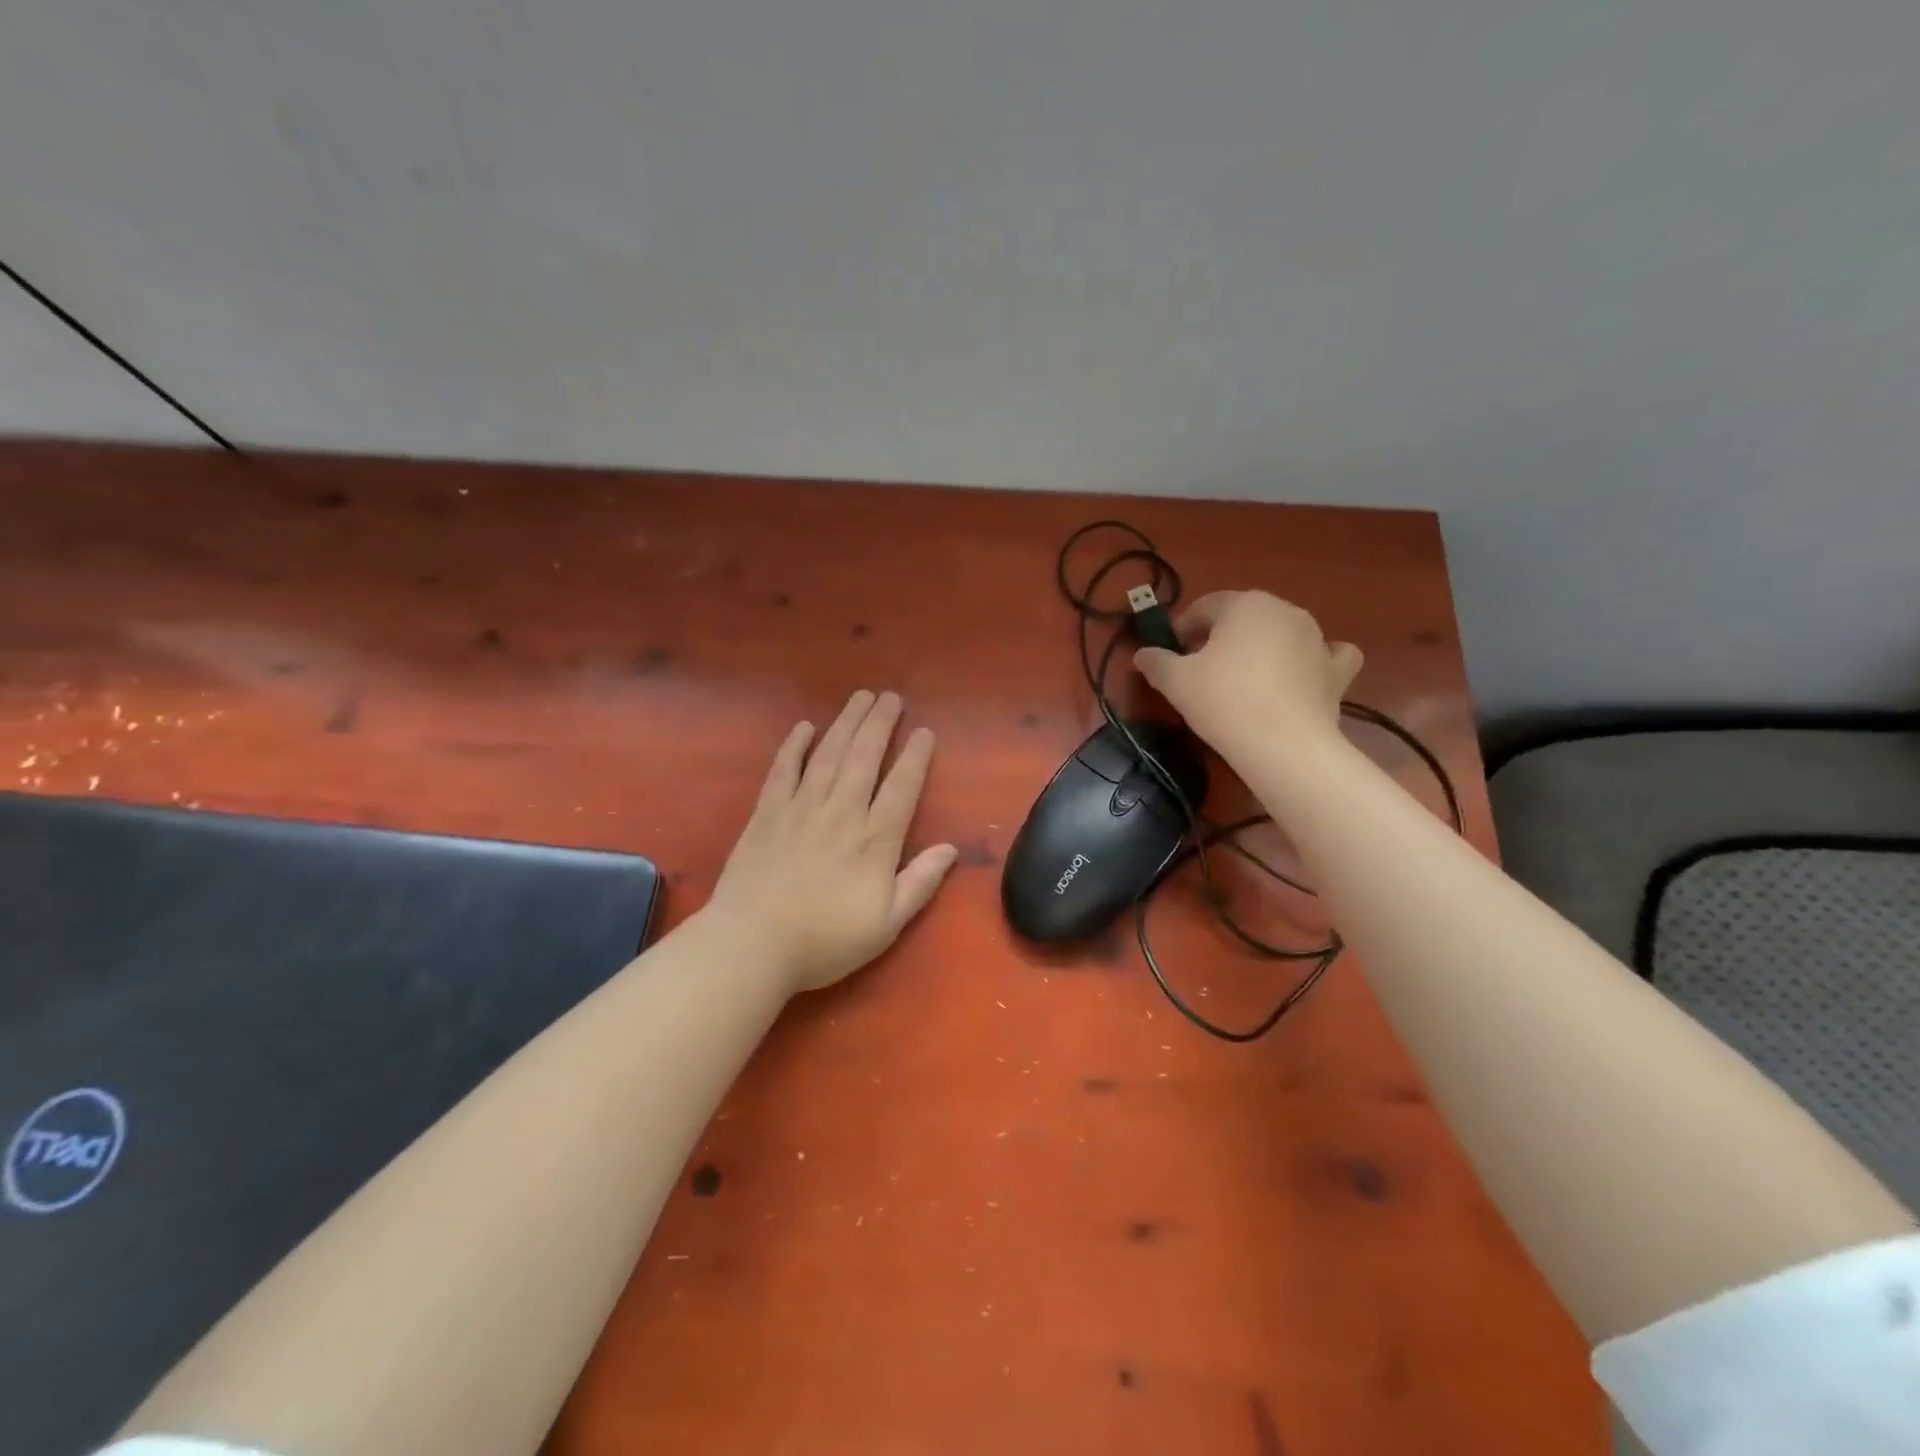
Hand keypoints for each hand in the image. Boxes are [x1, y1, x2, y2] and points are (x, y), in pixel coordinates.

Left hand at [704, 690, 957, 994]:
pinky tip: (804, 727)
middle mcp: (841, 813)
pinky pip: (784, 770)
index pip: (901, 787)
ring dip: (846, 722)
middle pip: (865, 758)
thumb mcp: (886, 924)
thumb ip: (919, 883)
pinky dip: (794, 746)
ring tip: (860, 697)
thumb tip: (951, 849)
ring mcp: (801, 808)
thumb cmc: (824, 941)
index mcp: (874, 840)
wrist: (752, 945)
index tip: (923, 731)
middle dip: (880, 724)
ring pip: (829, 755)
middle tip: (891, 696)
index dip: (915, 757)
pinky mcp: (767, 813)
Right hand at [1133, 591, 1361, 763]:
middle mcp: (1285, 610)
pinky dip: (1314, 661)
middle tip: (1200, 672)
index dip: (1182, 630)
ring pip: (1282, 633)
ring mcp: (1316, 638)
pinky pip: (1327, 655)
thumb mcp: (1176, 681)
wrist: (1282, 744)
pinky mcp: (1337, 670)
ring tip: (1244, 681)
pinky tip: (1302, 676)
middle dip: (1220, 638)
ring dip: (1261, 648)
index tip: (1170, 657)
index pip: (1204, 608)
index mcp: (1245, 604)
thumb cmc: (1223, 701)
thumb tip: (1142, 655)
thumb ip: (1156, 662)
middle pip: (1243, 618)